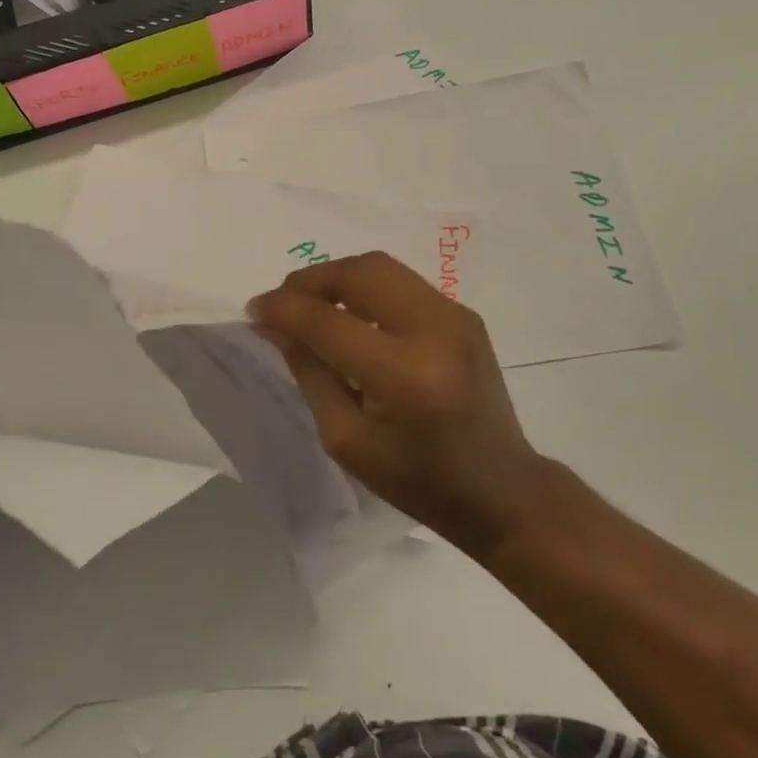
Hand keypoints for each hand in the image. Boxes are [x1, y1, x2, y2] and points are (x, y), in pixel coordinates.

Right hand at [250, 253, 545, 556]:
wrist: (502, 490)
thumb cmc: (418, 481)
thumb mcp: (347, 439)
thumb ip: (310, 372)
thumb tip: (275, 324)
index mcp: (403, 375)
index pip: (328, 322)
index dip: (284, 308)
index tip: (255, 308)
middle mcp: (433, 330)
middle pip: (359, 272)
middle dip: (311, 279)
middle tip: (284, 301)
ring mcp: (455, 315)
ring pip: (381, 266)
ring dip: (338, 277)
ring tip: (313, 303)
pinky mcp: (464, 313)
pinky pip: (402, 281)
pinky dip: (366, 287)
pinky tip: (352, 314)